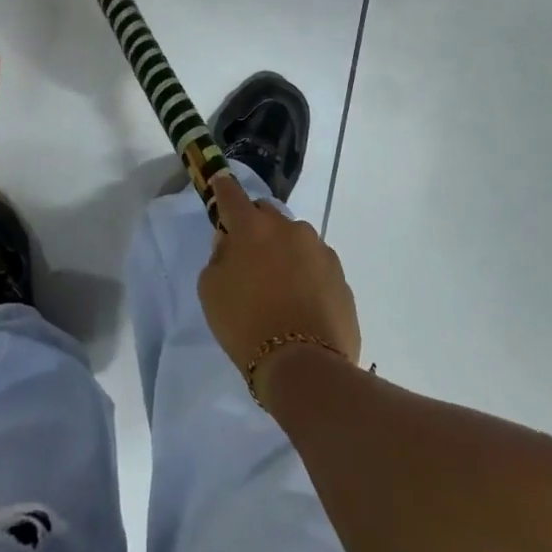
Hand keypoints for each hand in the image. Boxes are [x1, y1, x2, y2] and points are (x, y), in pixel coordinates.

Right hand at [198, 175, 360, 390]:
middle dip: (255, 227)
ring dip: (283, 252)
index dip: (222, 188)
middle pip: (266, 214)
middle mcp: (289, 228)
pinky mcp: (341, 276)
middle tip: (247, 256)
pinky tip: (300, 304)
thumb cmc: (245, 325)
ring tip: (278, 287)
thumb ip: (219, 256)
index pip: (231, 193)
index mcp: (253, 227)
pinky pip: (315, 265)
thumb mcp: (211, 290)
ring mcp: (320, 250)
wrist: (304, 367)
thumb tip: (231, 243)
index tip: (219, 184)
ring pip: (294, 240)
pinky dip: (306, 275)